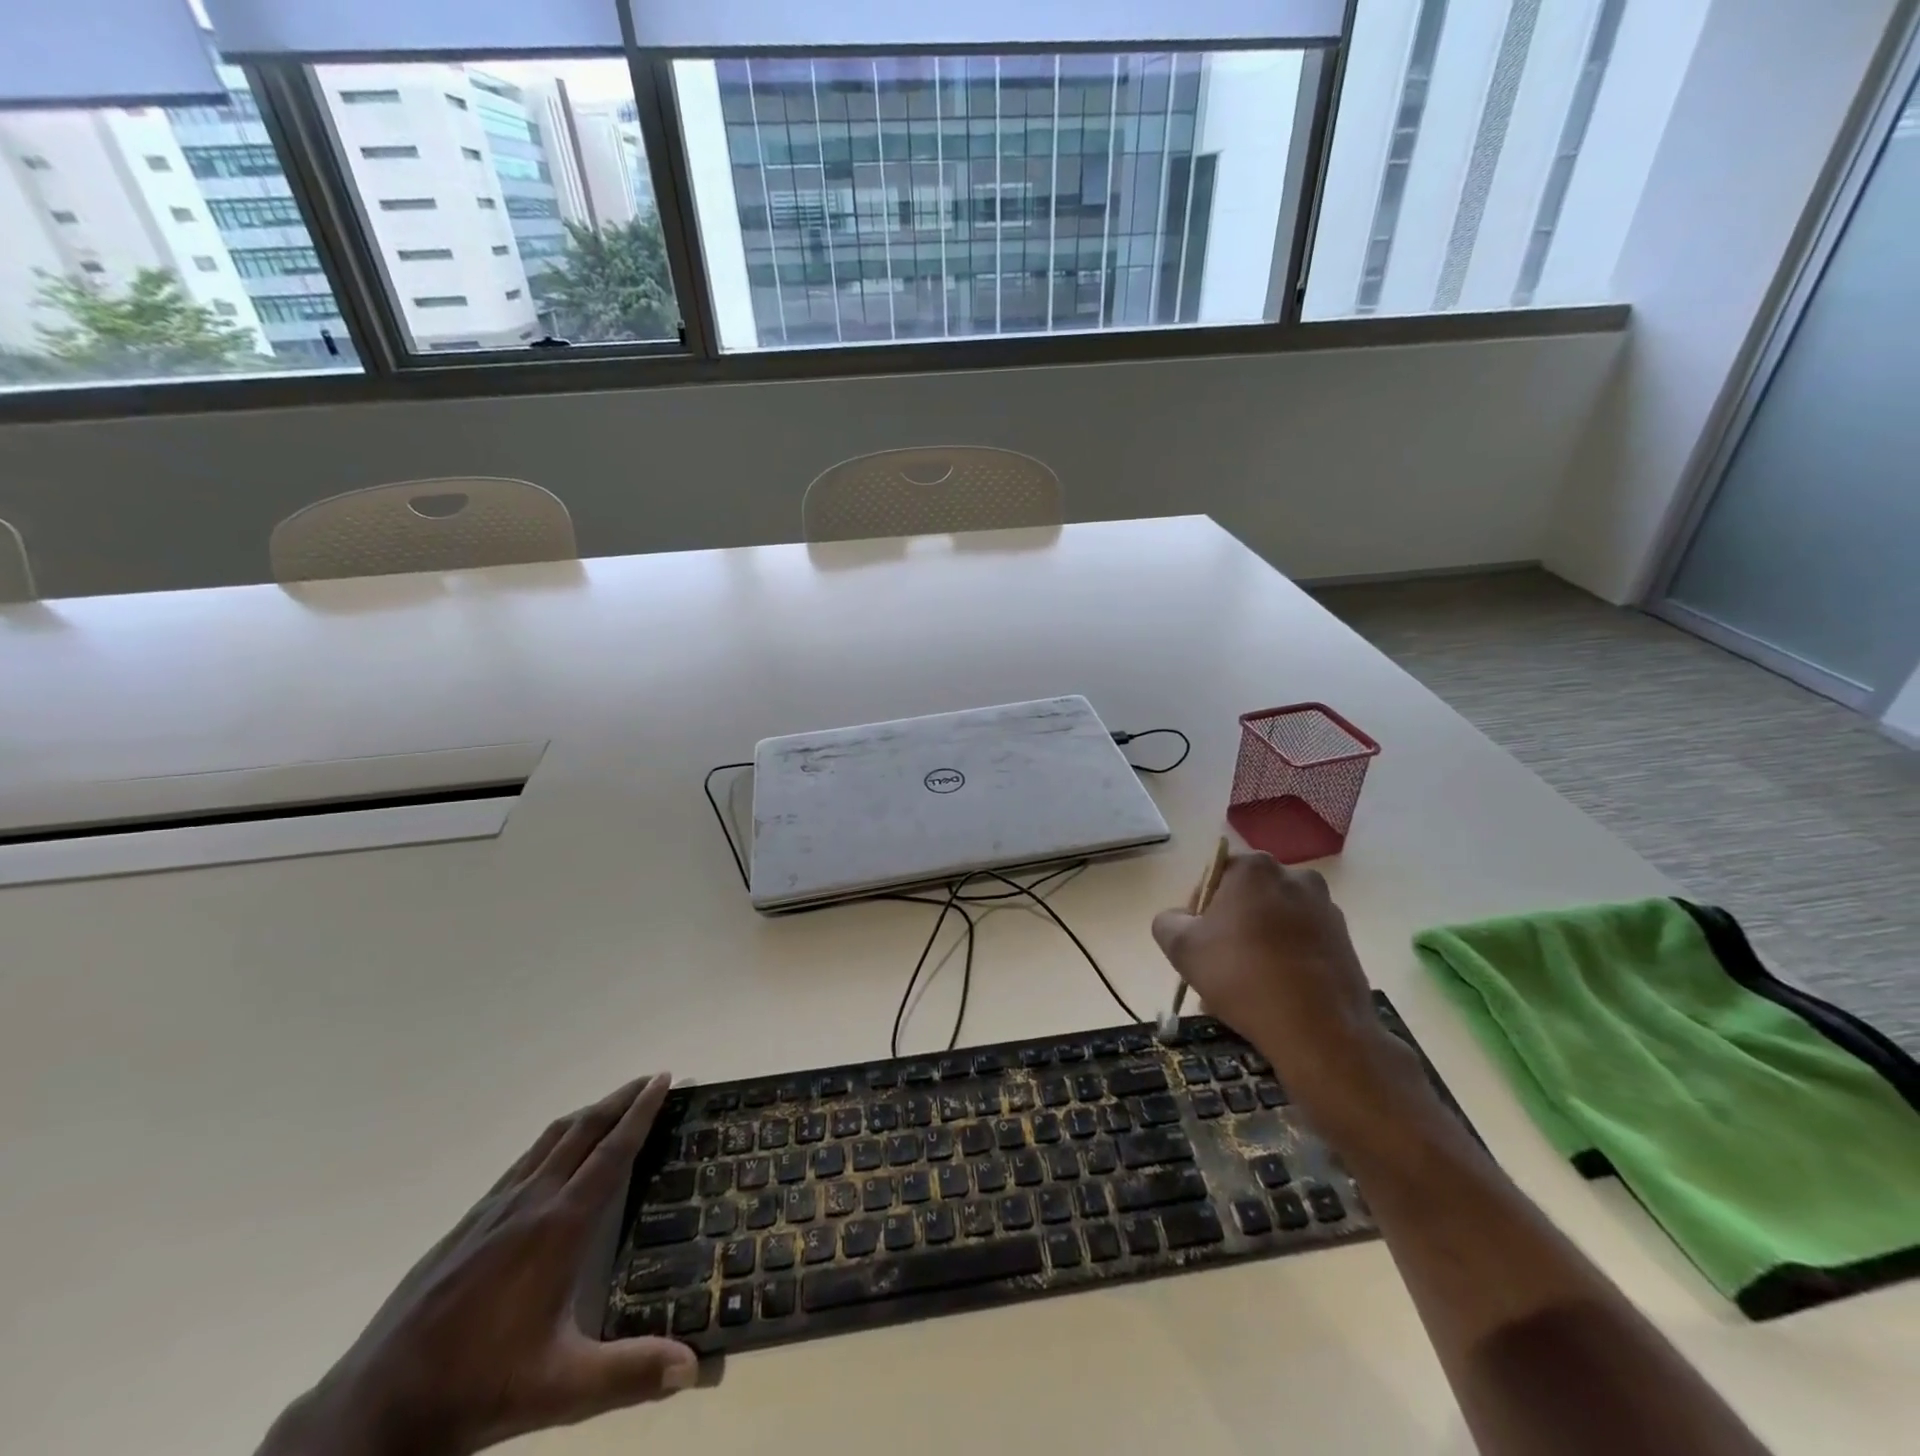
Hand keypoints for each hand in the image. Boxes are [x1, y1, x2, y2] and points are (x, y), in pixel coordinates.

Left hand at [259, 1074, 697, 1455]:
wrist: (371, 1412)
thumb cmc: (475, 1389)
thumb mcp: (560, 1389)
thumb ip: (630, 1373)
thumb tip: (693, 1365)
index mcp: (560, 1227)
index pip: (612, 1153)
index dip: (641, 1113)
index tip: (663, 1079)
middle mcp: (530, 1203)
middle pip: (583, 1131)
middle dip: (620, 1100)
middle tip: (650, 1079)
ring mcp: (493, 1210)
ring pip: (549, 1141)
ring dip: (587, 1115)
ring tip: (611, 1106)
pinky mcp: (466, 1224)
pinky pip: (521, 1162)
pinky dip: (551, 1142)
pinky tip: (551, 1158)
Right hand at [1152, 854, 1421, 1135]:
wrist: (1320, 1032)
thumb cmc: (1242, 976)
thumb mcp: (1181, 947)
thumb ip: (1168, 921)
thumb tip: (1181, 920)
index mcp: (1255, 868)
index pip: (1214, 877)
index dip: (1199, 911)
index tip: (1196, 944)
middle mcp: (1295, 878)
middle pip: (1247, 901)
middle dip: (1229, 931)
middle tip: (1216, 970)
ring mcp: (1326, 910)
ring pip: (1274, 925)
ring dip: (1255, 948)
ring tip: (1243, 992)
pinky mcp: (1346, 943)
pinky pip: (1301, 946)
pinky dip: (1284, 963)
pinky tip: (1273, 998)